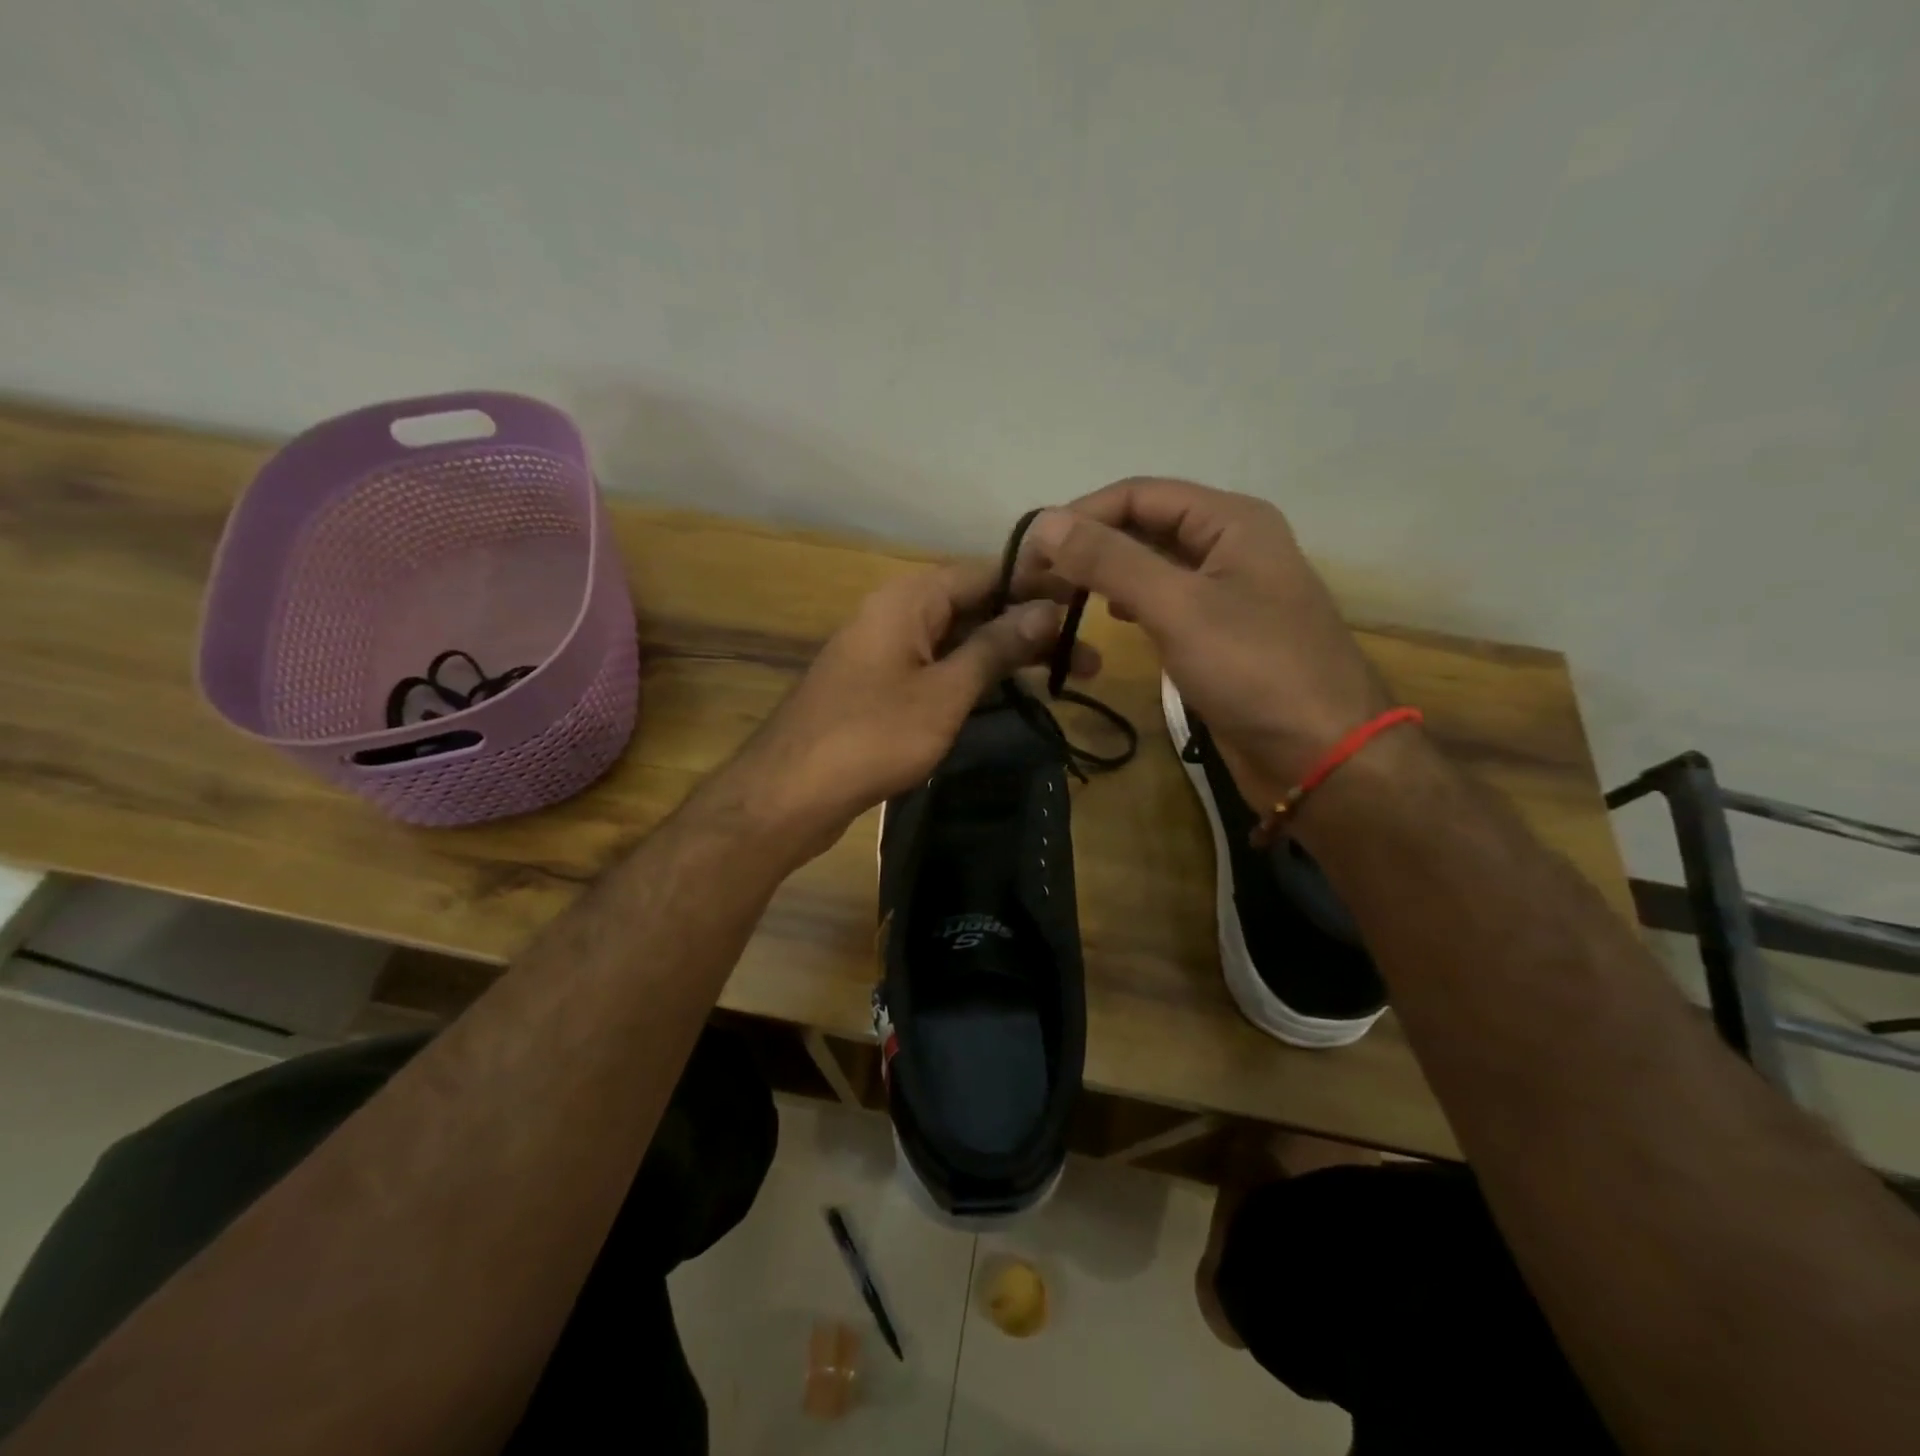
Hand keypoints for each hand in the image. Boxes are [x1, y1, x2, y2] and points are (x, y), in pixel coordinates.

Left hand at [729, 561, 1095, 855]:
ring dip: (1008, 656)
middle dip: (1031, 628)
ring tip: (1067, 677)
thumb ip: (996, 647)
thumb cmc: (873, 735)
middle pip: (976, 607)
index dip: (1038, 585)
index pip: (986, 572)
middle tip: (1089, 657)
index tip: (1086, 602)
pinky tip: (1013, 694)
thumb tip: (1046, 610)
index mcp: (910, 598)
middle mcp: (898, 613)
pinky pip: (940, 669)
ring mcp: (888, 652)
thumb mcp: (946, 691)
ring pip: (960, 641)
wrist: (792, 792)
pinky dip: (977, 678)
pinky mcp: (883, 688)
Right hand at [1022, 478, 1390, 801]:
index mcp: (1231, 521)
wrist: (1322, 756)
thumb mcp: (1178, 607)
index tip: (1031, 551)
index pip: (1139, 494)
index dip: (1081, 515)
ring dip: (1106, 575)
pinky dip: (1130, 605)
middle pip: (1145, 526)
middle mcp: (1230, 546)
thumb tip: (1044, 523)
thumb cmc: (1255, 671)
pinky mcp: (1220, 635)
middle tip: (1037, 580)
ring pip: (1152, 566)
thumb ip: (1110, 561)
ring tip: (1060, 597)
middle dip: (1090, 546)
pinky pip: (1165, 604)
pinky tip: (1110, 621)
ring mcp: (1227, 592)